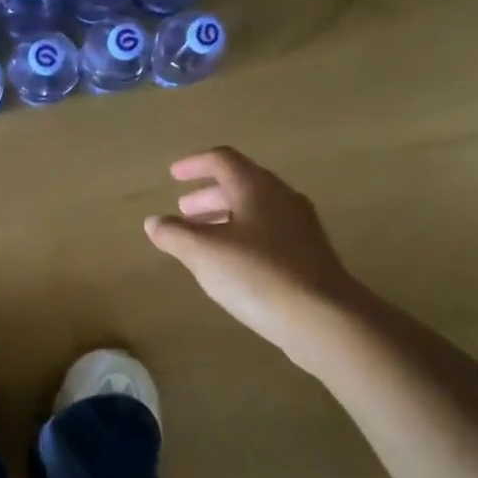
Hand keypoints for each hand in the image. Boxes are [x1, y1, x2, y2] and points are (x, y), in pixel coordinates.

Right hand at [144, 148, 356, 364]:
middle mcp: (281, 198)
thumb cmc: (257, 274)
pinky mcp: (309, 254)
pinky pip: (268, 232)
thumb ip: (174, 234)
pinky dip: (242, 236)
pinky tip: (232, 262)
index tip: (173, 175)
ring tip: (202, 238)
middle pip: (240, 184)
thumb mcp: (203, 253)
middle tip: (183, 211)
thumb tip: (154, 222)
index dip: (194, 164)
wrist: (323, 317)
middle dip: (208, 195)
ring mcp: (300, 226)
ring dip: (224, 217)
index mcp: (255, 187)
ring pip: (255, 209)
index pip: (222, 160)